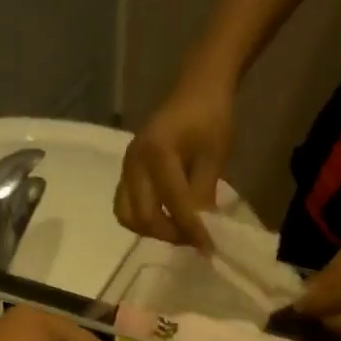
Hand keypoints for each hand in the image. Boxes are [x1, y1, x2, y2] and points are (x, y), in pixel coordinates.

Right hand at [115, 82, 234, 251]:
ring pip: (129, 217)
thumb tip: (202, 231)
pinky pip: (127, 208)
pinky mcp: (126, 174)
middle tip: (195, 239)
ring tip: (180, 230)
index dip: (193, 230)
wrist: (197, 91)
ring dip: (154, 231)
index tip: (209, 249)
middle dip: (171, 234)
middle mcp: (134, 163)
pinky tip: (168, 219)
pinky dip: (145, 221)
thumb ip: (203, 196)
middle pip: (144, 217)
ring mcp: (126, 169)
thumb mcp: (214, 158)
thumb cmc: (210, 118)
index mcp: (157, 153)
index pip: (174, 204)